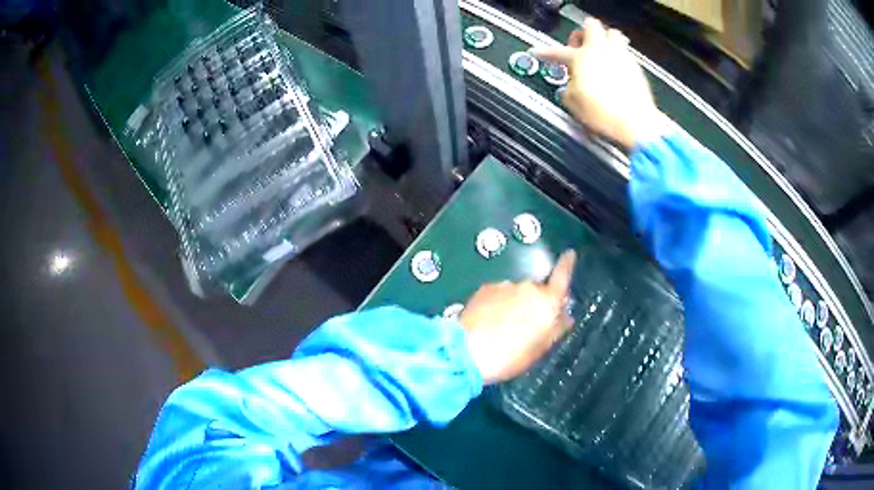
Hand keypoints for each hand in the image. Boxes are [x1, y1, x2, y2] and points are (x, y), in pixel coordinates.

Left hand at [460, 250, 575, 383]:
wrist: (467, 352)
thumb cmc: (510, 356)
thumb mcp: (539, 348)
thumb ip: (556, 329)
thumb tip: (566, 317)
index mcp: (547, 302)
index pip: (562, 277)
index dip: (567, 265)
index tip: (570, 254)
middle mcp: (528, 288)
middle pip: (538, 289)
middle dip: (536, 301)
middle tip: (529, 322)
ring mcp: (505, 286)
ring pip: (517, 292)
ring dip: (516, 303)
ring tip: (504, 325)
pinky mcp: (486, 288)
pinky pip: (499, 293)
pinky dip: (499, 303)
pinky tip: (490, 321)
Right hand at [532, 18, 667, 149]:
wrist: (636, 124)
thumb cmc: (605, 114)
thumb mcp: (574, 104)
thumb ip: (568, 89)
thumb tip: (569, 88)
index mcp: (582, 58)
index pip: (558, 51)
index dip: (546, 52)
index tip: (540, 52)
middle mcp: (602, 51)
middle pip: (591, 26)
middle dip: (582, 32)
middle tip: (577, 44)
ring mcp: (621, 57)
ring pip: (612, 34)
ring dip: (604, 38)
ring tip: (600, 51)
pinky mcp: (636, 68)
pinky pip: (625, 52)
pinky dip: (618, 55)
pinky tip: (615, 67)